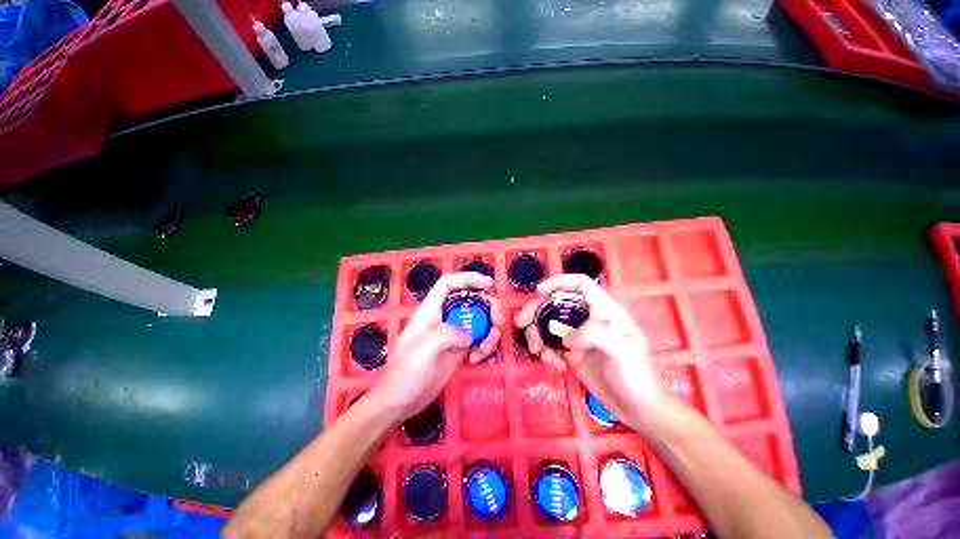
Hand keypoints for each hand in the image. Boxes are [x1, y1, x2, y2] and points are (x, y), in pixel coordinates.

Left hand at [372, 272, 503, 421]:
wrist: (402, 402)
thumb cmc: (407, 372)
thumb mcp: (425, 348)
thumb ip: (449, 333)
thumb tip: (470, 334)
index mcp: (431, 310)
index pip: (449, 284)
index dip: (468, 278)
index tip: (489, 284)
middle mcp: (444, 318)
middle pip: (471, 300)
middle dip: (488, 307)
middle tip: (498, 321)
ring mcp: (454, 334)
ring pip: (480, 320)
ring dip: (490, 331)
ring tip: (485, 348)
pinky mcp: (460, 349)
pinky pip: (480, 339)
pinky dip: (485, 346)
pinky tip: (476, 360)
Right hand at [514, 274, 677, 432]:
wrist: (640, 411)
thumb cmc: (638, 376)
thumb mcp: (623, 350)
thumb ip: (594, 334)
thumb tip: (565, 337)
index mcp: (603, 310)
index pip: (579, 285)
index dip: (558, 283)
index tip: (539, 292)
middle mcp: (587, 319)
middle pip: (555, 303)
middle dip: (535, 310)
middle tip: (521, 323)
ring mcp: (577, 337)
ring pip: (548, 325)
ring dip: (537, 334)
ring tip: (537, 351)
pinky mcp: (570, 354)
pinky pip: (550, 345)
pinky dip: (546, 353)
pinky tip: (556, 366)